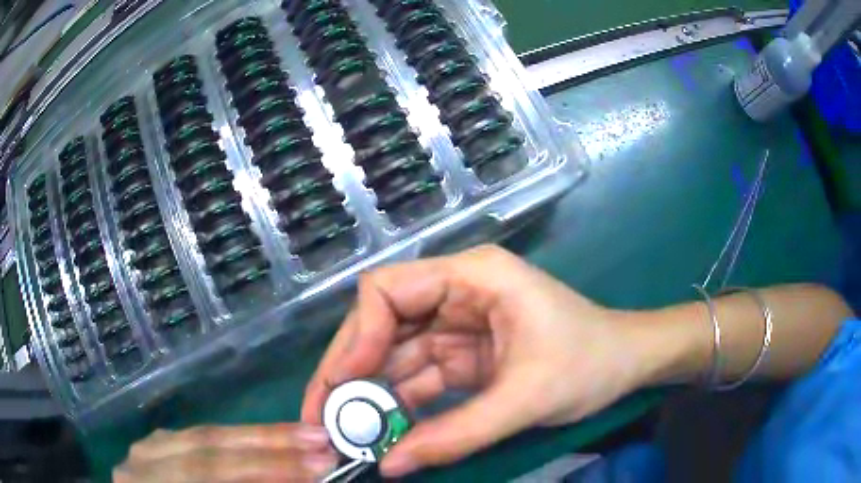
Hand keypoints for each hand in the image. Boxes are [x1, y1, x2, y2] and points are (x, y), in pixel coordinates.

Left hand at [114, 424, 337, 482]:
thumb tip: (297, 480)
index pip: (209, 471)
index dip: (265, 469)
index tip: (320, 468)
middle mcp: (142, 461)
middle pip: (206, 445)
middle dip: (269, 445)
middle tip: (323, 442)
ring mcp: (147, 448)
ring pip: (203, 434)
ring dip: (257, 436)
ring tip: (305, 436)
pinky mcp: (156, 445)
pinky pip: (199, 438)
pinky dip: (235, 441)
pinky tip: (265, 440)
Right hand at [302, 246, 678, 476]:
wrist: (629, 365)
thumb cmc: (591, 363)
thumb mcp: (527, 399)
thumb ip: (457, 434)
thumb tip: (389, 465)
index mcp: (473, 277)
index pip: (388, 289)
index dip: (357, 336)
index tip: (343, 386)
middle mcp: (457, 294)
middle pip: (382, 326)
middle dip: (350, 372)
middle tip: (323, 417)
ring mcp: (459, 327)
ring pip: (396, 358)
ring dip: (372, 397)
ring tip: (344, 434)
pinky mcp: (465, 357)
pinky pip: (419, 380)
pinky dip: (400, 408)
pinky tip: (384, 435)